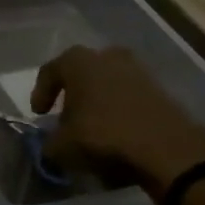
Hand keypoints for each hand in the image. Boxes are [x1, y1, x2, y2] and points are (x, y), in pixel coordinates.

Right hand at [31, 46, 204, 192]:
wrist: (165, 147)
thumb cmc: (103, 136)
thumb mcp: (63, 147)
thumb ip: (50, 144)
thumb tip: (50, 147)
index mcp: (78, 61)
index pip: (50, 71)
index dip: (41, 93)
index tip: (39, 114)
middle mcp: (107, 56)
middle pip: (82, 73)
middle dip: (73, 94)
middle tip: (67, 117)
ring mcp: (137, 70)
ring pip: (108, 83)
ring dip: (98, 102)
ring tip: (93, 128)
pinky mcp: (159, 88)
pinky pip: (129, 96)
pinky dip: (120, 111)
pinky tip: (117, 133)